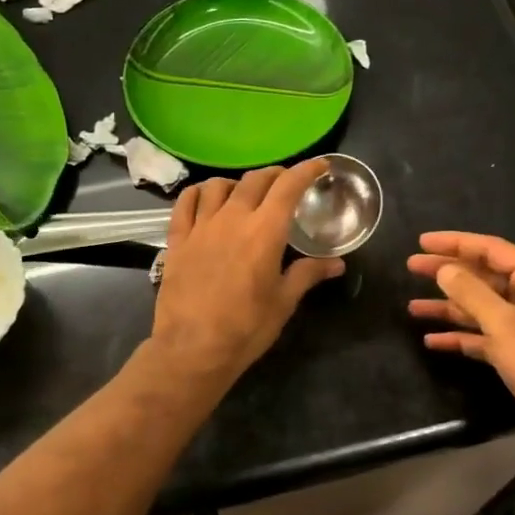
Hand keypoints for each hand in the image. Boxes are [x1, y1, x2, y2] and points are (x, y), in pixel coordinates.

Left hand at [150, 161, 343, 384]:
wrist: (193, 349)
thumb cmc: (246, 328)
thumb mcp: (284, 301)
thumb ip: (308, 274)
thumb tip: (337, 263)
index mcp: (265, 231)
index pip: (289, 186)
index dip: (306, 170)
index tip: (320, 165)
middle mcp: (233, 218)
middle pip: (255, 180)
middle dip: (275, 175)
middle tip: (285, 183)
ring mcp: (201, 226)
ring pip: (218, 185)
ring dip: (237, 182)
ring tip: (245, 193)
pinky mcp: (177, 240)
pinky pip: (185, 203)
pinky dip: (198, 193)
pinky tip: (205, 198)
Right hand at [407, 232, 514, 421]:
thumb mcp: (505, 324)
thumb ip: (471, 293)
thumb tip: (444, 269)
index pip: (492, 249)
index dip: (456, 243)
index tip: (423, 241)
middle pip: (484, 276)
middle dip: (448, 273)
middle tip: (412, 266)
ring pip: (481, 308)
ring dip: (448, 307)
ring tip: (413, 307)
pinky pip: (484, 337)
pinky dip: (460, 336)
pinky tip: (432, 340)